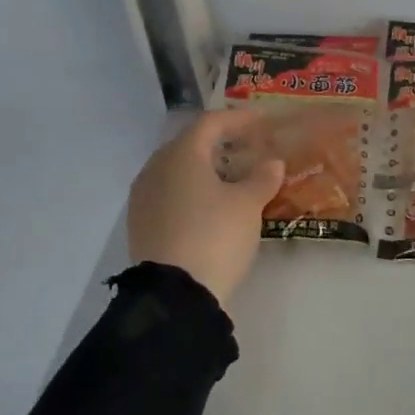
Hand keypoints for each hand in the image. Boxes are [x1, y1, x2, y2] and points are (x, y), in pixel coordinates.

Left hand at [128, 110, 284, 306]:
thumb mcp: (248, 205)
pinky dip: (193, 191)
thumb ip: (262, 177)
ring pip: (179, 171)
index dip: (239, 119)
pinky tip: (212, 206)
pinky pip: (171, 194)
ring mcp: (144, 198)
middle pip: (191, 144)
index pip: (211, 123)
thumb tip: (272, 162)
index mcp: (181, 155)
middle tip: (249, 149)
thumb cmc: (215, 236)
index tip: (262, 122)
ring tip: (234, 179)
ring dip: (207, 169)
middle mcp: (156, 169)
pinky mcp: (142, 224)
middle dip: (221, 144)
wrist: (174, 295)